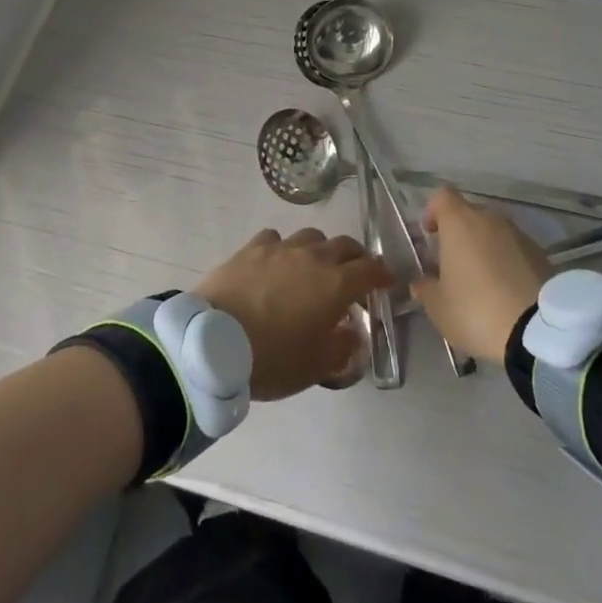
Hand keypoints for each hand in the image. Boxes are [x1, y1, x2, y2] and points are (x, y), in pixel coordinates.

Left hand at [195, 228, 391, 400]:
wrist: (214, 342)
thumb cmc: (272, 358)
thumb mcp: (316, 366)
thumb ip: (342, 347)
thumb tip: (352, 333)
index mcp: (336, 284)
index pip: (371, 269)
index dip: (383, 274)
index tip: (387, 282)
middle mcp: (313, 257)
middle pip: (345, 245)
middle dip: (356, 258)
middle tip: (355, 275)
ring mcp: (280, 248)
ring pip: (311, 236)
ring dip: (321, 249)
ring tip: (315, 267)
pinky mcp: (252, 247)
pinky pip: (276, 239)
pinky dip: (284, 248)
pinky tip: (277, 262)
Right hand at [411, 188, 551, 362]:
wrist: (540, 331)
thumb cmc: (476, 310)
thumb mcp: (439, 307)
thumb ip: (425, 289)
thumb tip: (420, 282)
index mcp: (460, 222)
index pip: (442, 197)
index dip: (433, 212)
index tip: (429, 235)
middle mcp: (490, 219)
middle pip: (469, 214)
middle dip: (459, 234)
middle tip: (453, 264)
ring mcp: (519, 235)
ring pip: (494, 233)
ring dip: (484, 249)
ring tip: (480, 281)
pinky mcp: (542, 255)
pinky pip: (515, 250)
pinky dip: (506, 262)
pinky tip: (505, 291)